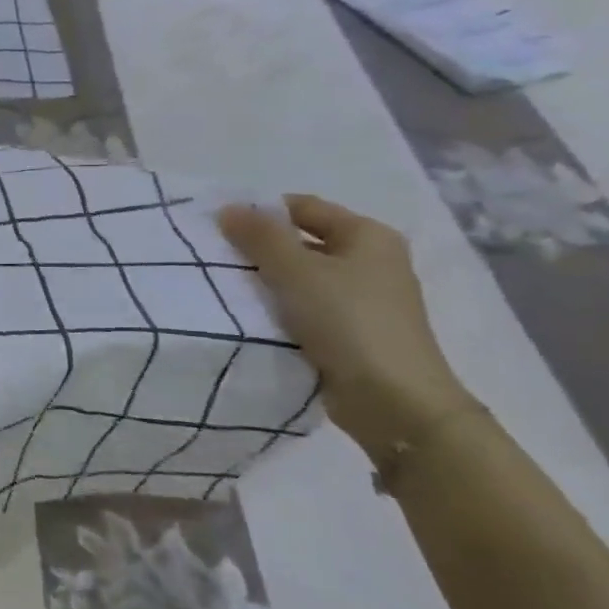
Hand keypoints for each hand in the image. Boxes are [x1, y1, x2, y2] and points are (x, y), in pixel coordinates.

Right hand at [218, 195, 480, 456]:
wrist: (393, 401)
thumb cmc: (347, 321)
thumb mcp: (296, 270)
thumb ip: (260, 236)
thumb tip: (228, 208)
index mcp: (368, 236)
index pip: (303, 207)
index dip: (261, 212)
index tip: (219, 228)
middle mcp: (371, 261)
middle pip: (301, 242)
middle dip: (259, 248)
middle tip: (215, 257)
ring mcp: (364, 299)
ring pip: (301, 277)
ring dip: (266, 281)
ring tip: (225, 287)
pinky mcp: (352, 332)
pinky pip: (306, 307)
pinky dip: (279, 307)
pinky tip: (250, 315)